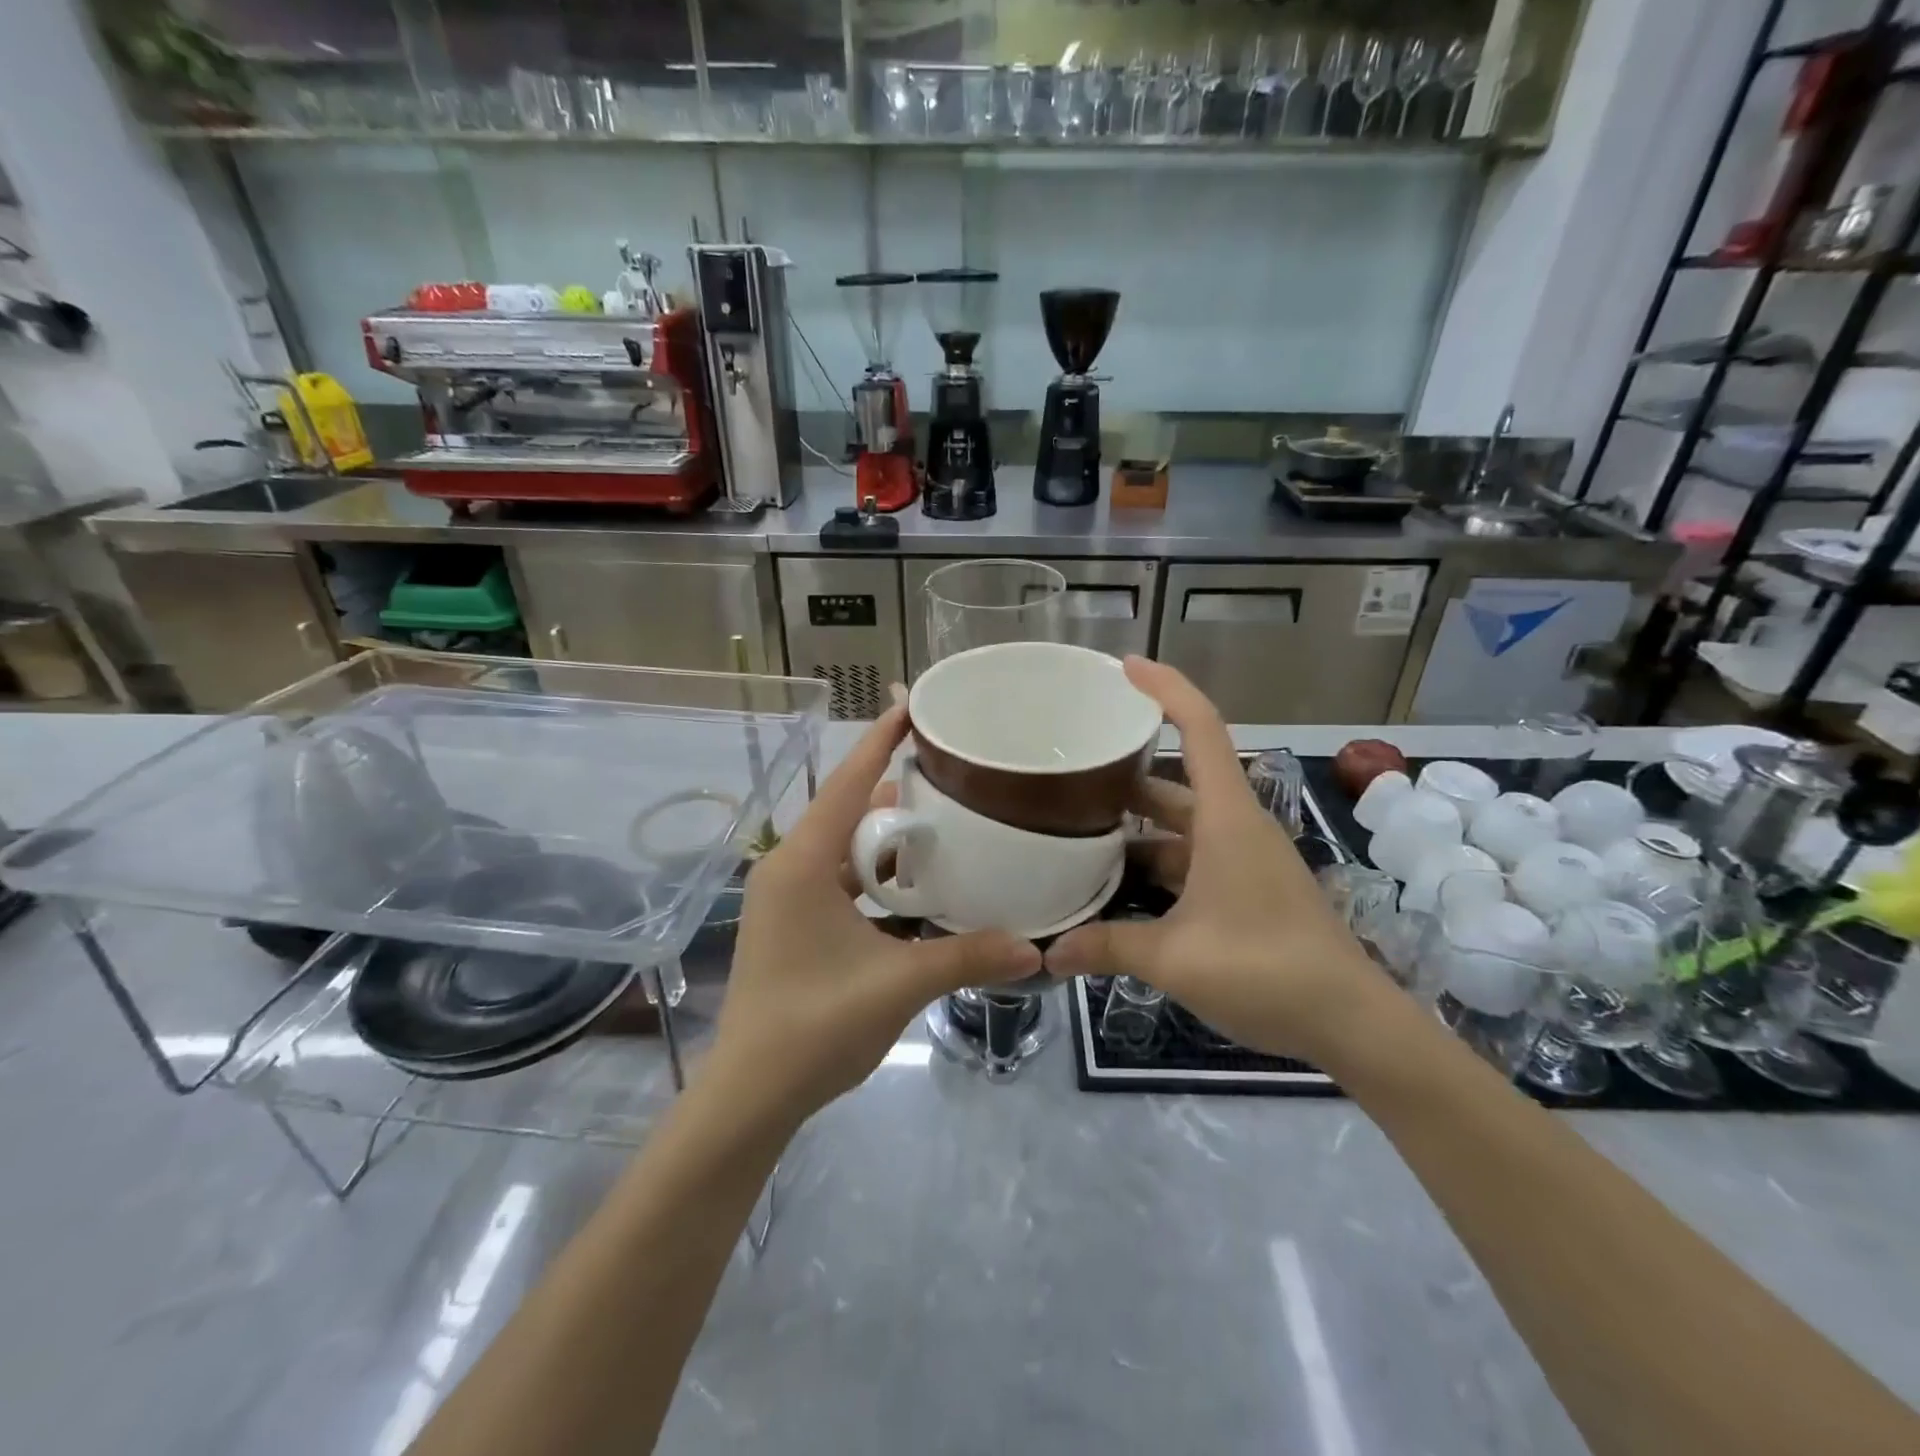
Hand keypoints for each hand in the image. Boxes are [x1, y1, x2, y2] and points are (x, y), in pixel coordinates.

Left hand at [707, 707, 1040, 1123]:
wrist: (751, 1095)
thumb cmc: (814, 1027)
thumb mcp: (897, 984)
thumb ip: (966, 958)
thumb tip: (1033, 949)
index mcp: (803, 864)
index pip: (846, 784)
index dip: (880, 742)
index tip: (913, 705)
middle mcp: (789, 867)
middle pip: (848, 812)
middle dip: (897, 794)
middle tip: (952, 776)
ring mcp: (787, 896)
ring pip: (845, 848)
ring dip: (888, 840)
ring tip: (945, 826)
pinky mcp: (793, 922)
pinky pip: (840, 879)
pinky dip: (876, 875)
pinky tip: (916, 885)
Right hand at [1044, 659, 1385, 1062]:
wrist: (1351, 1023)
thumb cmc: (1266, 970)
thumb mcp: (1176, 959)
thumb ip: (1108, 947)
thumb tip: (1048, 954)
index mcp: (1226, 818)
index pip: (1199, 728)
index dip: (1164, 688)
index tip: (1123, 667)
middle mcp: (1235, 826)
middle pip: (1177, 779)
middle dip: (1127, 771)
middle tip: (1071, 768)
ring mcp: (1243, 858)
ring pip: (1180, 825)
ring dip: (1136, 826)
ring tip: (1078, 829)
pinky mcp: (1246, 887)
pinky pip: (1190, 858)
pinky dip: (1155, 862)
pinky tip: (1116, 884)